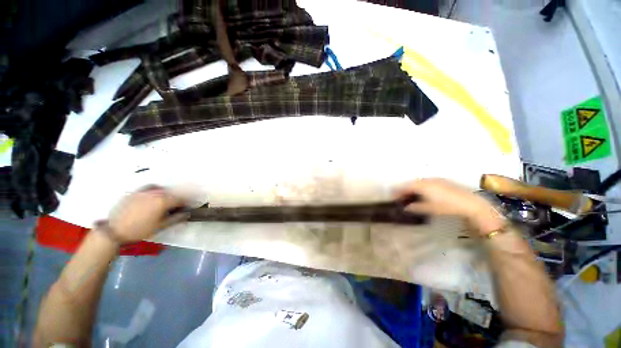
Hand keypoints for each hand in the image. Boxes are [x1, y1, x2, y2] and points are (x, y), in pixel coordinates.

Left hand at [107, 186, 187, 242]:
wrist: (114, 231)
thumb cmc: (140, 230)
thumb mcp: (161, 226)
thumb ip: (176, 218)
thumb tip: (187, 214)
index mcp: (163, 201)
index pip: (180, 199)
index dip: (185, 203)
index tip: (187, 208)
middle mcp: (155, 193)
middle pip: (172, 193)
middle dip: (177, 199)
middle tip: (177, 207)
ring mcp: (144, 191)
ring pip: (161, 189)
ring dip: (167, 194)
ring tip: (166, 201)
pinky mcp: (135, 192)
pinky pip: (149, 188)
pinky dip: (155, 190)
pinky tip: (154, 196)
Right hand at [395, 178, 504, 235]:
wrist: (470, 203)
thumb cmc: (447, 206)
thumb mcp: (429, 209)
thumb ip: (415, 207)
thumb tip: (405, 207)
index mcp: (421, 185)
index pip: (405, 187)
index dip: (398, 191)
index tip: (393, 197)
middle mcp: (427, 180)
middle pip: (411, 183)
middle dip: (404, 189)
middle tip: (400, 196)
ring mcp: (435, 179)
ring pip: (419, 182)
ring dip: (413, 187)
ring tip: (410, 195)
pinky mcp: (443, 181)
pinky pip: (426, 182)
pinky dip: (421, 186)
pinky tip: (423, 193)